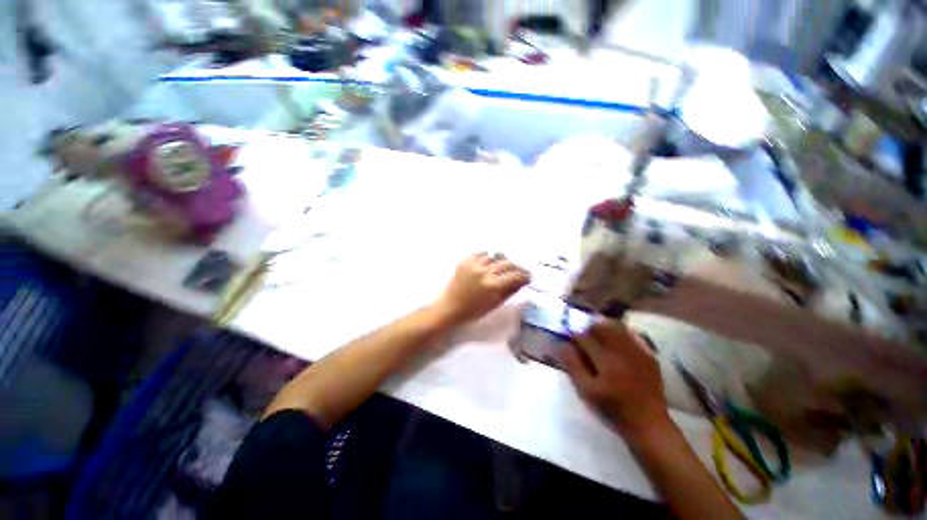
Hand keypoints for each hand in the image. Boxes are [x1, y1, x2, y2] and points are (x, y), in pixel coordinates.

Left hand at [433, 253, 530, 325]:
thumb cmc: (473, 311)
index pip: (515, 276)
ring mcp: (474, 265)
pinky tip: (486, 264)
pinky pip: (480, 254)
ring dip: (499, 262)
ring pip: (494, 257)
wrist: (449, 308)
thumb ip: (509, 291)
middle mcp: (485, 273)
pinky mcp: (464, 261)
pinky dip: (485, 258)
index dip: (524, 275)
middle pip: (507, 263)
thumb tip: (521, 281)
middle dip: (516, 267)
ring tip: (499, 268)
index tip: (528, 276)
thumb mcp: (494, 304)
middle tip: (518, 271)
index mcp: (493, 286)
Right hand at [561, 320, 670, 438]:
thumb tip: (562, 344)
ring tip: (597, 337)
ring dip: (604, 328)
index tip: (569, 341)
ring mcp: (638, 352)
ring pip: (617, 328)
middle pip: (601, 327)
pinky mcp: (649, 356)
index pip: (584, 337)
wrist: (648, 424)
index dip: (573, 336)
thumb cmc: (612, 409)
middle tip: (583, 338)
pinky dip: (621, 333)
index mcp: (605, 360)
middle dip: (588, 329)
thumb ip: (573, 365)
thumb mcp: (586, 391)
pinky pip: (632, 335)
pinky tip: (616, 341)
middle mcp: (622, 351)